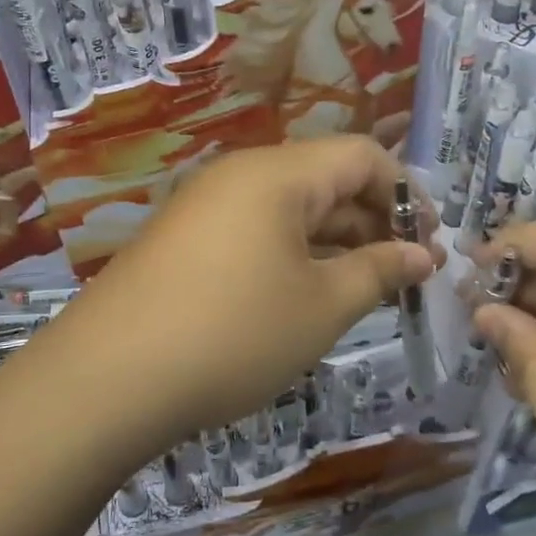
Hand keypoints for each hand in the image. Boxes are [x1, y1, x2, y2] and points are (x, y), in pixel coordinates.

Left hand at [62, 138, 438, 446]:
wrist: (106, 380)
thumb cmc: (232, 335)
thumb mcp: (321, 307)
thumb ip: (379, 270)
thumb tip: (422, 254)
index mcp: (278, 173)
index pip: (363, 155)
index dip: (407, 195)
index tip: (430, 246)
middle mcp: (241, 175)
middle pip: (326, 179)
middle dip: (374, 222)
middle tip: (405, 276)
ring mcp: (207, 206)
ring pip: (291, 210)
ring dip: (335, 242)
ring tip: (366, 290)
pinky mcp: (185, 240)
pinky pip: (256, 232)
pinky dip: (293, 255)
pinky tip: (307, 297)